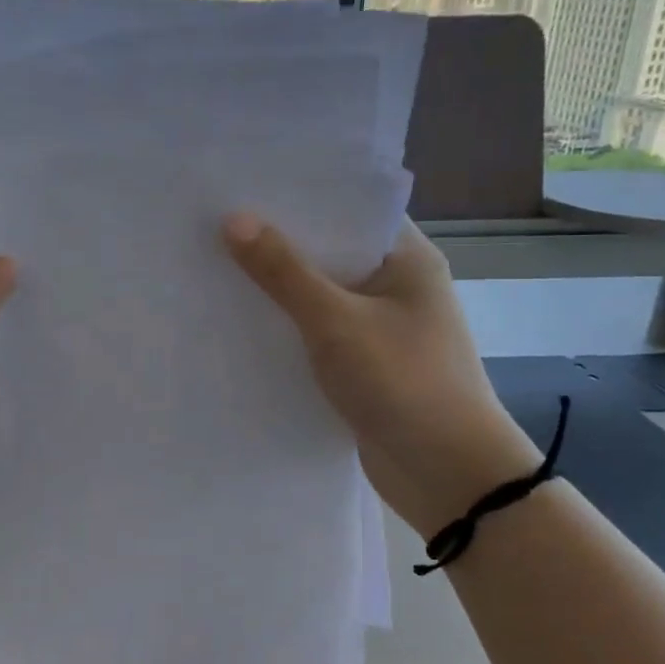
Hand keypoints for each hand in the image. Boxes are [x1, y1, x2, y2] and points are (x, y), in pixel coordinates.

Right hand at [224, 213, 539, 535]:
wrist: (448, 477)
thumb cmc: (403, 382)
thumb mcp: (336, 321)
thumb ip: (284, 271)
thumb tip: (233, 219)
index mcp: (406, 259)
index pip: (348, 210)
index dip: (299, 197)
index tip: (244, 187)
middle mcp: (396, 286)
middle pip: (329, 252)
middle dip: (278, 244)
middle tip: (216, 224)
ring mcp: (380, 327)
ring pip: (319, 296)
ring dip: (278, 288)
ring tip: (216, 265)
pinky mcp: (364, 364)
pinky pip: (318, 332)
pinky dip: (286, 327)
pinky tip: (241, 320)